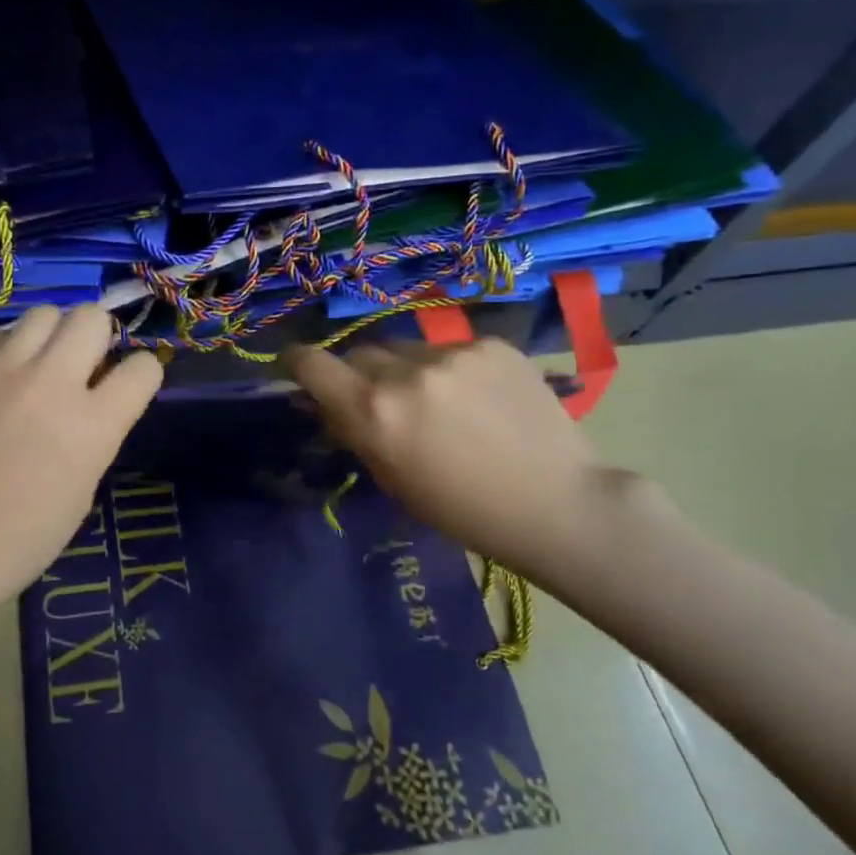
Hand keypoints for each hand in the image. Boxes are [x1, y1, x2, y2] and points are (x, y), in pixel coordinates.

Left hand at [0, 304, 162, 614]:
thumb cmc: (18, 540)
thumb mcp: (81, 490)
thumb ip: (96, 432)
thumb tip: (96, 393)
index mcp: (91, 426)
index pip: (143, 367)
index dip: (141, 374)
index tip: (126, 384)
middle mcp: (48, 384)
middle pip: (91, 317)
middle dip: (96, 336)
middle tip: (81, 363)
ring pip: (41, 314)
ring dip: (49, 337)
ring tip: (34, 365)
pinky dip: (0, 349)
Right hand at [284, 338, 633, 579]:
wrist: (558, 502)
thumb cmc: (464, 509)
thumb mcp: (393, 479)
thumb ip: (354, 432)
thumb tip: (323, 404)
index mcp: (374, 411)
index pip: (312, 363)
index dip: (297, 362)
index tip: (297, 367)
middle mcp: (406, 372)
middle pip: (360, 354)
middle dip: (361, 375)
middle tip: (383, 401)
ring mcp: (452, 353)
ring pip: (407, 349)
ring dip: (407, 370)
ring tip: (440, 402)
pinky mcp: (492, 344)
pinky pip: (450, 349)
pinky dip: (451, 369)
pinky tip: (479, 398)